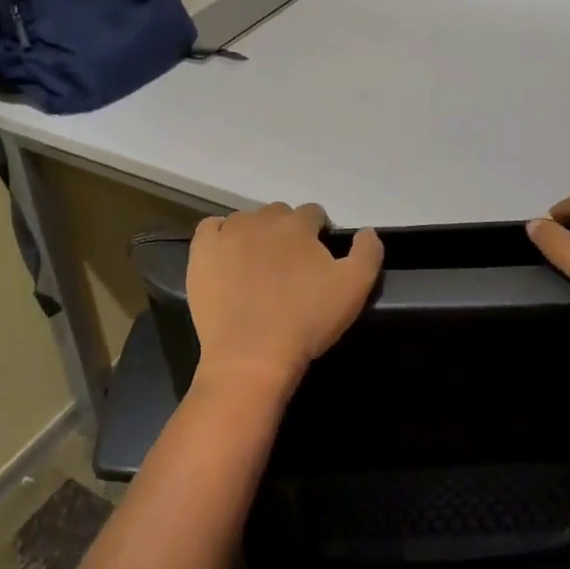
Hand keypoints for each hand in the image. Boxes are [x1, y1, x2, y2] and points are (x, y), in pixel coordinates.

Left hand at [185, 203, 383, 400]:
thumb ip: (367, 252)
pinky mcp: (201, 252)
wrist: (251, 355)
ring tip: (257, 267)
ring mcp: (228, 233)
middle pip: (278, 215)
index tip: (318, 257)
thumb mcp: (355, 288)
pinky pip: (210, 228)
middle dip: (286, 233)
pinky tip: (226, 257)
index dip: (318, 232)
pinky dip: (219, 236)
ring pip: (245, 221)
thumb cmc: (306, 321)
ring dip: (254, 235)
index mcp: (298, 224)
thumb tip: (368, 231)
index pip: (313, 213)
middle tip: (289, 267)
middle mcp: (262, 220)